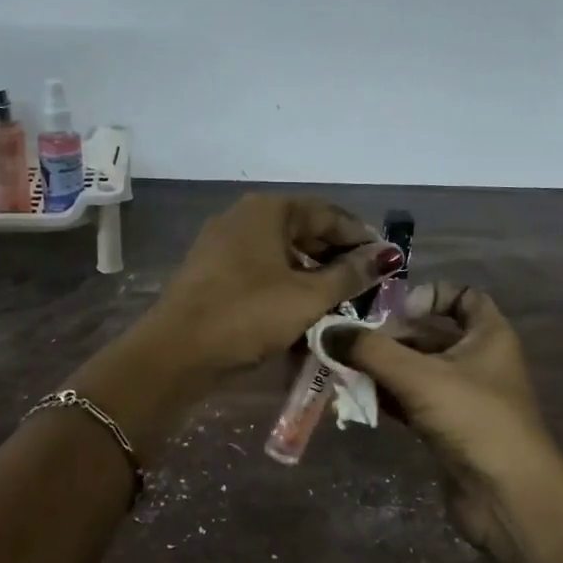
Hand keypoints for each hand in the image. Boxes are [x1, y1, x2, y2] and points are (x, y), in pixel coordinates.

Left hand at [144, 195, 399, 377]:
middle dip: (336, 257)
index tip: (386, 262)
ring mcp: (222, 245)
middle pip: (302, 230)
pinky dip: (285, 286)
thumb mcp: (307, 297)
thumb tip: (386, 256)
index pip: (327, 213)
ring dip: (311, 275)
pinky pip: (260, 271)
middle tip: (365, 286)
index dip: (360, 237)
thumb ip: (350, 274)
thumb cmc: (247, 315)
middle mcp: (243, 217)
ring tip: (339, 303)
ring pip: (280, 253)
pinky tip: (301, 311)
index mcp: (267, 209)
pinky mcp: (211, 273)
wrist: (175, 352)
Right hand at [330, 283, 562, 553]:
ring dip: (381, 367)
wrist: (507, 497)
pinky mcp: (447, 427)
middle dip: (389, 336)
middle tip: (348, 342)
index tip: (396, 310)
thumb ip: (370, 350)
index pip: (463, 296)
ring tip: (341, 367)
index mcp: (488, 335)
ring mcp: (463, 396)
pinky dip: (386, 396)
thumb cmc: (473, 419)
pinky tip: (355, 397)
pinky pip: (411, 400)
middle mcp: (478, 360)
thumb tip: (325, 331)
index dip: (429, 295)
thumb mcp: (418, 376)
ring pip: (415, 369)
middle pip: (428, 334)